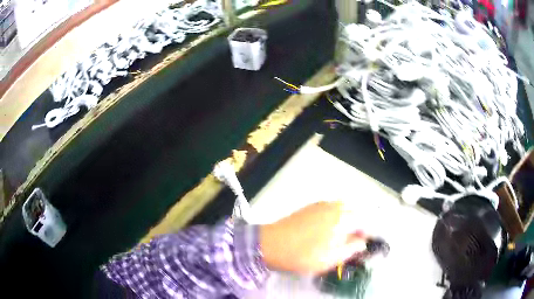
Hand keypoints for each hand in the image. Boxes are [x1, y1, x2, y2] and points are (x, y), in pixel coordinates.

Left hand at [259, 201, 367, 273]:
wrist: (270, 245)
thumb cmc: (302, 255)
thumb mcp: (330, 259)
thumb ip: (351, 249)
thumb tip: (363, 241)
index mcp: (341, 219)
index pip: (365, 221)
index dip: (368, 233)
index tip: (364, 244)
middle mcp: (333, 207)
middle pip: (355, 212)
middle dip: (358, 225)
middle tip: (353, 241)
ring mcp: (320, 205)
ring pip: (342, 209)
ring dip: (347, 220)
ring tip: (341, 237)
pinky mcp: (309, 207)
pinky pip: (330, 208)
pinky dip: (335, 216)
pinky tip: (327, 230)